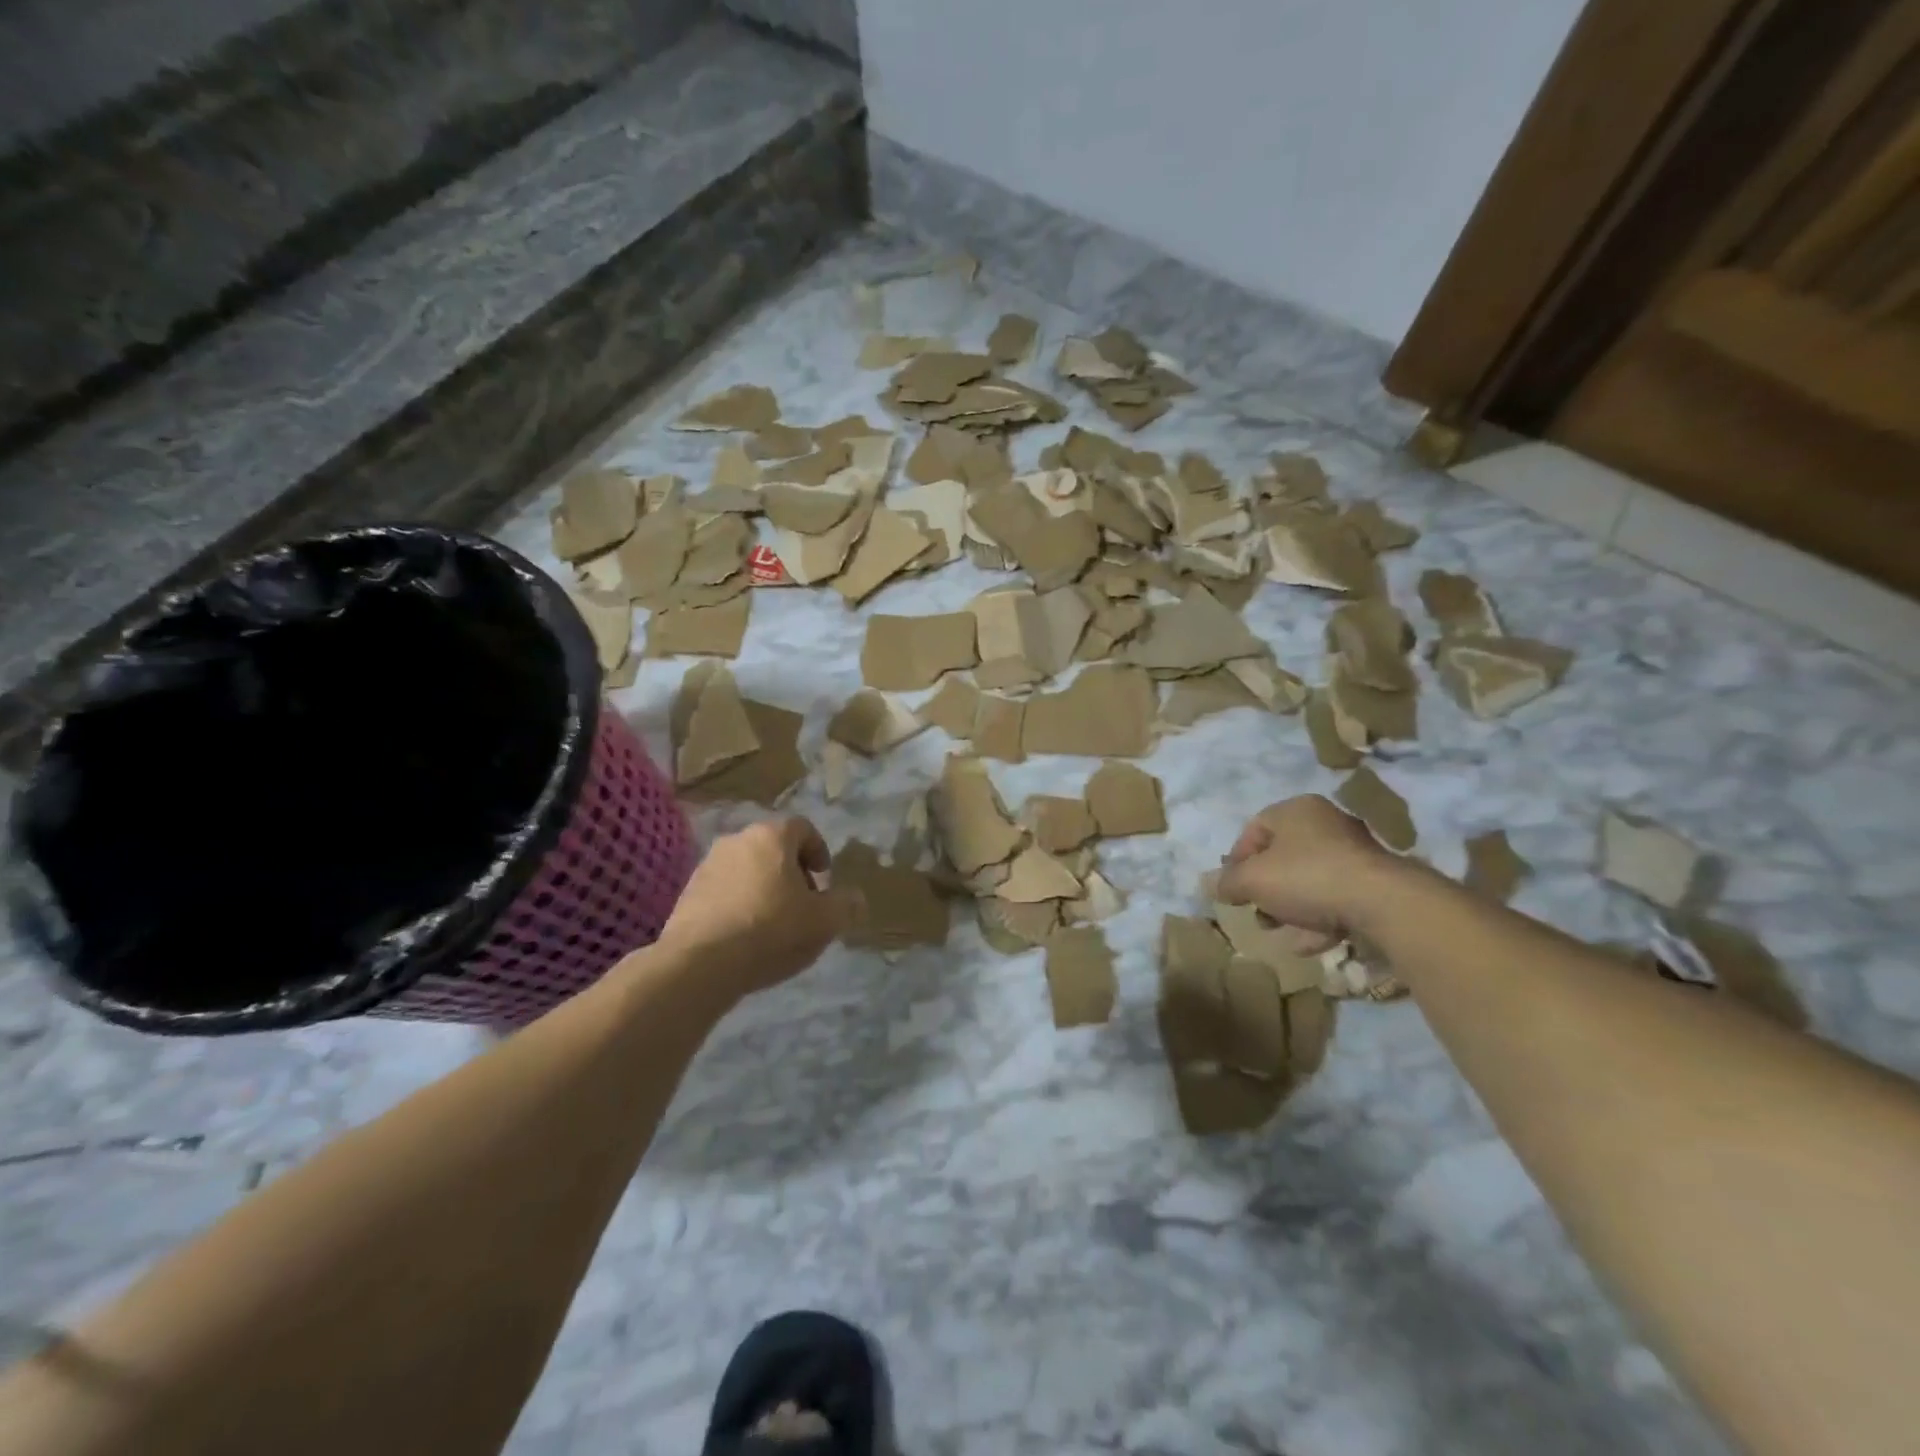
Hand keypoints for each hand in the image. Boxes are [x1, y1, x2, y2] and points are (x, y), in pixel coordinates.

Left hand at [654, 817, 852, 999]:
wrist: (700, 964)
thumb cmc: (771, 930)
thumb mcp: (824, 921)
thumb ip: (846, 904)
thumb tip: (855, 898)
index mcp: (772, 836)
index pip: (803, 828)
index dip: (819, 850)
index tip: (824, 878)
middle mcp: (737, 840)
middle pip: (773, 847)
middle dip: (791, 871)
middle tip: (803, 903)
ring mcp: (707, 865)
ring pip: (746, 868)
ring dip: (763, 887)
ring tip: (773, 923)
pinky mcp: (687, 893)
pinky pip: (724, 890)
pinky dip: (738, 903)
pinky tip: (744, 935)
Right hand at [1216, 795, 1403, 952]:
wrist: (1382, 903)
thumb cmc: (1306, 878)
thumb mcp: (1253, 881)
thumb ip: (1228, 882)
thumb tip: (1210, 884)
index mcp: (1295, 810)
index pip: (1254, 829)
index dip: (1237, 861)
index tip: (1232, 889)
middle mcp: (1326, 823)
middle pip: (1282, 857)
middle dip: (1265, 889)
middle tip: (1257, 913)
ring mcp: (1354, 852)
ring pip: (1309, 880)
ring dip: (1290, 908)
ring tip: (1280, 933)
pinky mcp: (1374, 882)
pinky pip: (1335, 897)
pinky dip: (1319, 918)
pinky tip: (1310, 944)